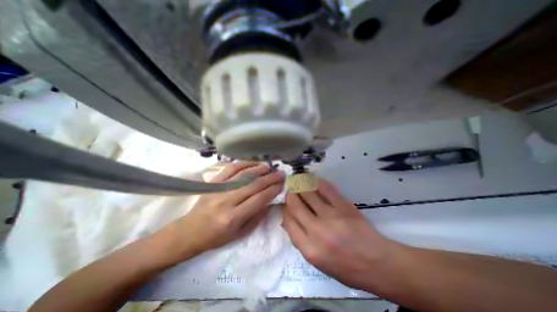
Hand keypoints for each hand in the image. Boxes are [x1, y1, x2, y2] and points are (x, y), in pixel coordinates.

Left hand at [161, 162, 282, 261]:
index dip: (273, 190)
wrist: (189, 232)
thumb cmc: (216, 237)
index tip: (282, 184)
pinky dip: (243, 164)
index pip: (259, 199)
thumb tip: (270, 202)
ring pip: (243, 175)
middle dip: (270, 178)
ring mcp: (219, 189)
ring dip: (259, 169)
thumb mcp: (240, 234)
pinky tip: (253, 163)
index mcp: (234, 217)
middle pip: (254, 185)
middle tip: (281, 173)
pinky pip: (230, 169)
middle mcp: (227, 201)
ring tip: (270, 167)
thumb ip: (257, 217)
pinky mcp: (213, 182)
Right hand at [283, 178, 395, 289]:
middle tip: (291, 189)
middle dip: (291, 194)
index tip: (287, 204)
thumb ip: (301, 240)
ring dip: (301, 185)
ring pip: (308, 193)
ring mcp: (331, 216)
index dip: (286, 209)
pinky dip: (317, 182)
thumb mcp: (318, 262)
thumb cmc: (346, 268)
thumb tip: (289, 219)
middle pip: (295, 205)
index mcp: (309, 249)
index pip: (288, 221)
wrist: (378, 264)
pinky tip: (314, 180)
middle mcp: (317, 231)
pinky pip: (326, 189)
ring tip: (299, 181)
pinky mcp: (344, 206)